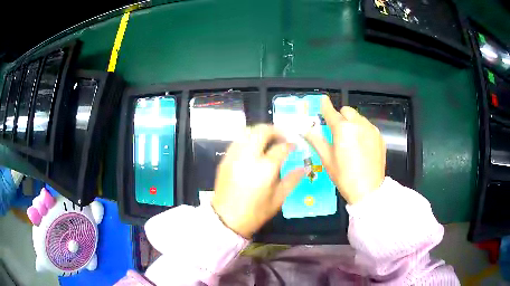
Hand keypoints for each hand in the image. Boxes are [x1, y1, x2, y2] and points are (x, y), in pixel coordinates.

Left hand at [211, 125, 305, 238]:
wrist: (226, 220)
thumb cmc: (255, 212)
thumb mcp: (278, 199)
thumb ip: (292, 180)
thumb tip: (305, 168)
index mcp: (265, 168)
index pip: (281, 147)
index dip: (290, 144)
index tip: (294, 146)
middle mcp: (248, 157)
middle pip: (262, 131)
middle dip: (275, 130)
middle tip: (283, 136)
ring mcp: (234, 156)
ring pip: (247, 131)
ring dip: (260, 131)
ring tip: (269, 139)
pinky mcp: (225, 159)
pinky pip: (237, 140)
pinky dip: (248, 138)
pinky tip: (254, 147)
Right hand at [305, 96, 385, 204]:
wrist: (369, 190)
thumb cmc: (344, 176)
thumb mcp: (327, 159)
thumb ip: (316, 140)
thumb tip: (305, 129)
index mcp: (343, 129)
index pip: (331, 111)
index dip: (325, 105)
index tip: (323, 100)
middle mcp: (358, 124)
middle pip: (346, 111)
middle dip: (340, 116)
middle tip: (337, 131)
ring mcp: (371, 129)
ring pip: (358, 118)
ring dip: (352, 123)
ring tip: (351, 140)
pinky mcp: (379, 136)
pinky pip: (368, 126)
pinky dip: (362, 130)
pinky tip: (362, 146)